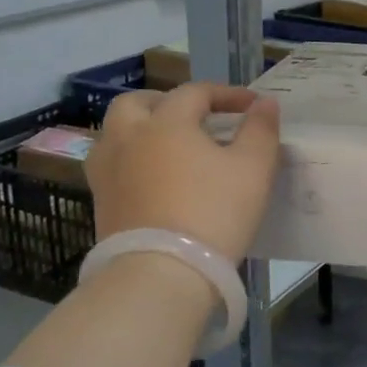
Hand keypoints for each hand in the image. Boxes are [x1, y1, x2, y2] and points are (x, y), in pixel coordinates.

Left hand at [86, 83, 281, 261]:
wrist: (161, 274)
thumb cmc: (214, 213)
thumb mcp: (254, 168)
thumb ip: (261, 130)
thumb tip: (264, 103)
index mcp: (166, 123)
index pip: (195, 92)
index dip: (226, 94)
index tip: (252, 106)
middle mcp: (129, 139)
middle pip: (136, 103)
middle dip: (165, 102)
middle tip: (193, 116)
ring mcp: (107, 173)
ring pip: (115, 134)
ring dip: (140, 130)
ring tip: (168, 146)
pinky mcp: (101, 205)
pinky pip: (112, 167)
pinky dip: (132, 161)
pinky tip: (154, 179)